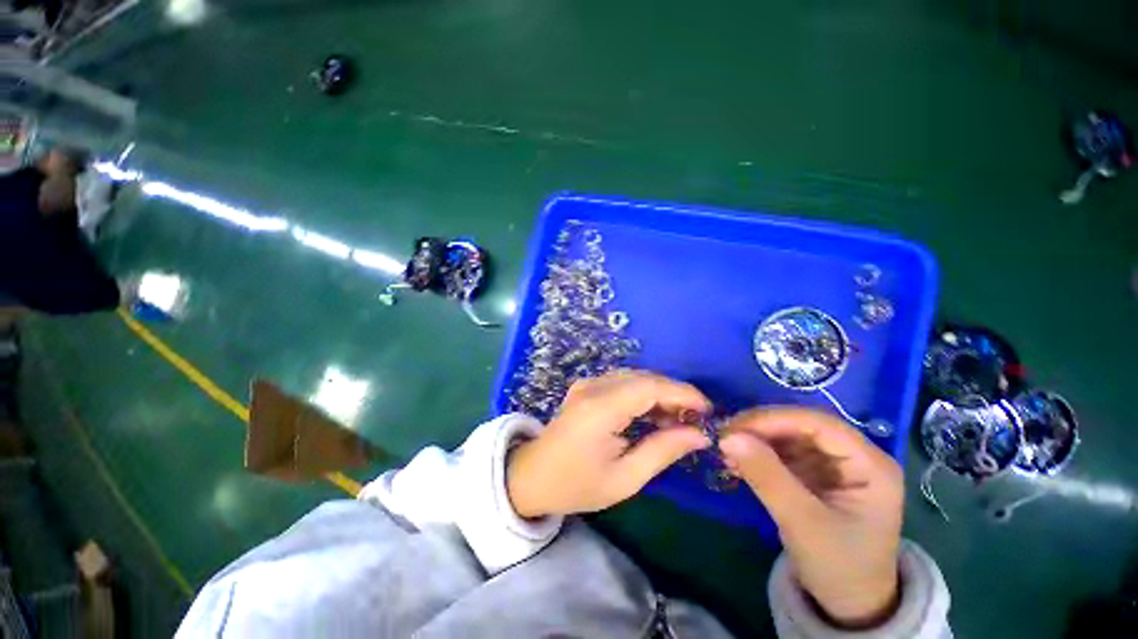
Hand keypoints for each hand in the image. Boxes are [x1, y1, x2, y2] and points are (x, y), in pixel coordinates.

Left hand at [507, 370, 711, 518]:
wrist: (532, 477)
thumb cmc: (576, 484)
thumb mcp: (625, 479)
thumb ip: (662, 451)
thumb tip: (699, 436)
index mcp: (600, 408)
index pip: (650, 387)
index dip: (682, 393)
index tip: (708, 410)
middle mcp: (593, 386)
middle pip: (643, 378)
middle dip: (674, 394)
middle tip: (694, 420)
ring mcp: (587, 383)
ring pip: (634, 377)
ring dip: (659, 393)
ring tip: (677, 421)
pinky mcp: (586, 387)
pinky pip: (622, 382)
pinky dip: (643, 394)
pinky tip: (652, 415)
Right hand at [719, 408, 902, 628]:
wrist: (847, 601)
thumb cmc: (838, 565)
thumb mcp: (802, 523)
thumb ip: (767, 477)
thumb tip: (728, 437)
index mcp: (870, 465)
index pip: (820, 424)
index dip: (776, 419)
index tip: (736, 427)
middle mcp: (853, 456)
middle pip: (801, 426)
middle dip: (761, 428)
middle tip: (724, 436)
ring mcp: (832, 463)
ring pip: (787, 436)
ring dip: (754, 439)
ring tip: (725, 451)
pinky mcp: (813, 472)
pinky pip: (781, 451)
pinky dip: (756, 453)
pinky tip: (736, 462)